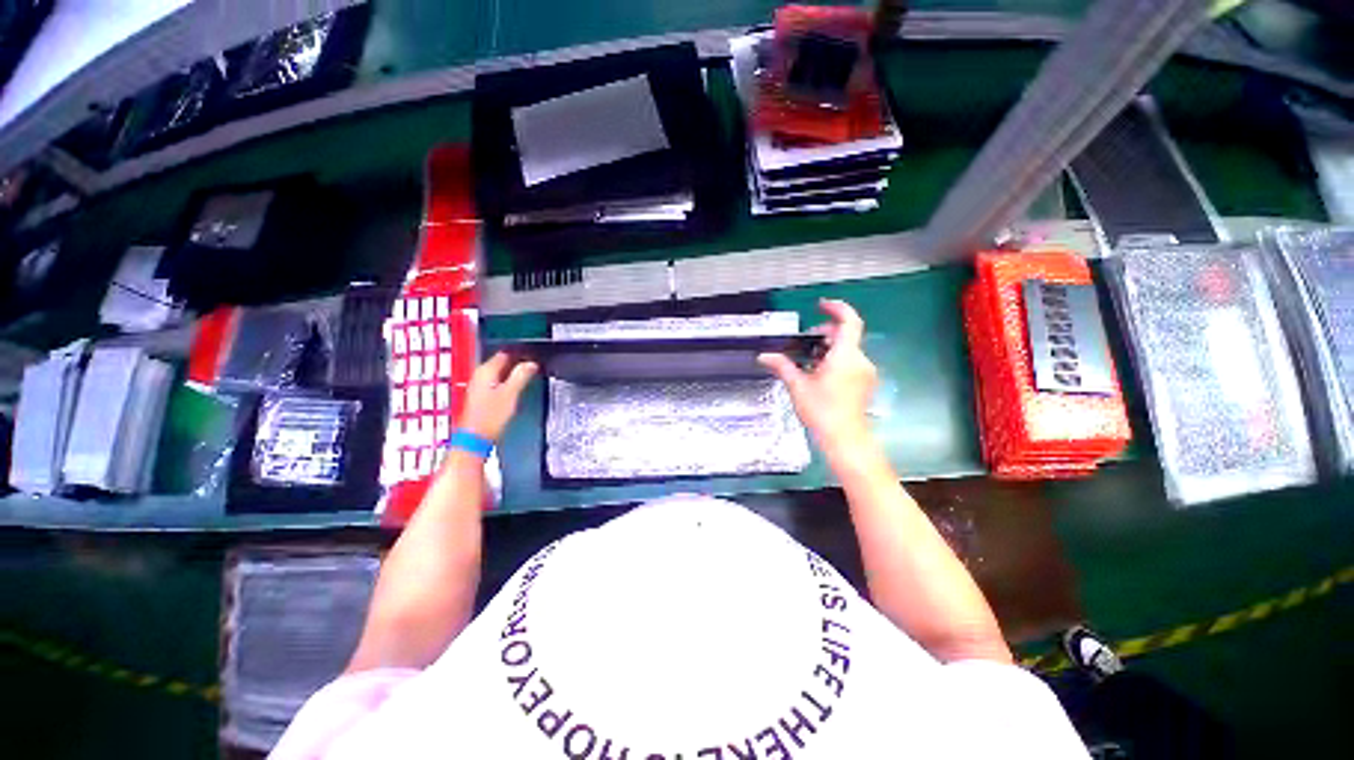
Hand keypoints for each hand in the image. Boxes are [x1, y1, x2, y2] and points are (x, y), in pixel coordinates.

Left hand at [457, 352, 537, 441]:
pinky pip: (497, 382)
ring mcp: (479, 386)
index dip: (521, 354)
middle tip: (533, 366)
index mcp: (486, 371)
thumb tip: (531, 363)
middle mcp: (479, 375)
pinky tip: (515, 388)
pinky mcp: (481, 395)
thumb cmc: (490, 416)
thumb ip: (521, 375)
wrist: (475, 438)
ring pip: (499, 372)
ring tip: (527, 376)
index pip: (505, 353)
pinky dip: (507, 382)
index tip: (533, 357)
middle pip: (501, 362)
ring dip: (512, 373)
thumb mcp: (511, 394)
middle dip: (517, 362)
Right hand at [759, 299, 877, 457]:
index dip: (837, 308)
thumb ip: (782, 366)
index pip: (849, 321)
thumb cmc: (822, 411)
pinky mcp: (866, 383)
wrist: (845, 439)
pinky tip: (820, 373)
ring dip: (830, 348)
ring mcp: (865, 372)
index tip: (821, 305)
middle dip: (826, 332)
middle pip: (847, 335)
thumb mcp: (798, 386)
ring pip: (849, 349)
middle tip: (806, 340)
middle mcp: (860, 360)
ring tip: (809, 359)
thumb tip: (765, 356)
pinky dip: (837, 360)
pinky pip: (852, 362)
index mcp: (845, 356)